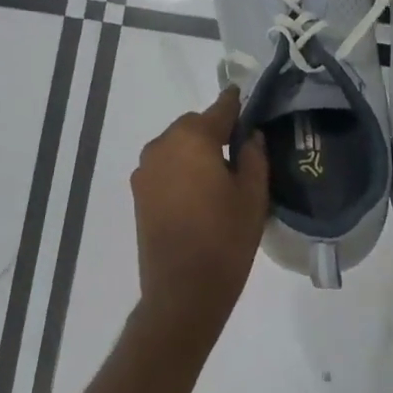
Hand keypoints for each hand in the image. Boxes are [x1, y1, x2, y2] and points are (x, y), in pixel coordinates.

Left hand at [131, 88, 269, 329]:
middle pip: (194, 126)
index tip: (247, 102)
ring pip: (176, 147)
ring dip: (195, 152)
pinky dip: (180, 170)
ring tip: (218, 178)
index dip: (236, 105)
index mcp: (193, 138)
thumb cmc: (225, 239)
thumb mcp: (253, 196)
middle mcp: (162, 145)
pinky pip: (164, 168)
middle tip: (239, 154)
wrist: (182, 291)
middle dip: (215, 133)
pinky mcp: (138, 193)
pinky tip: (198, 194)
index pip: (220, 109)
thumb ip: (253, 156)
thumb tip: (249, 135)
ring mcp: (145, 170)